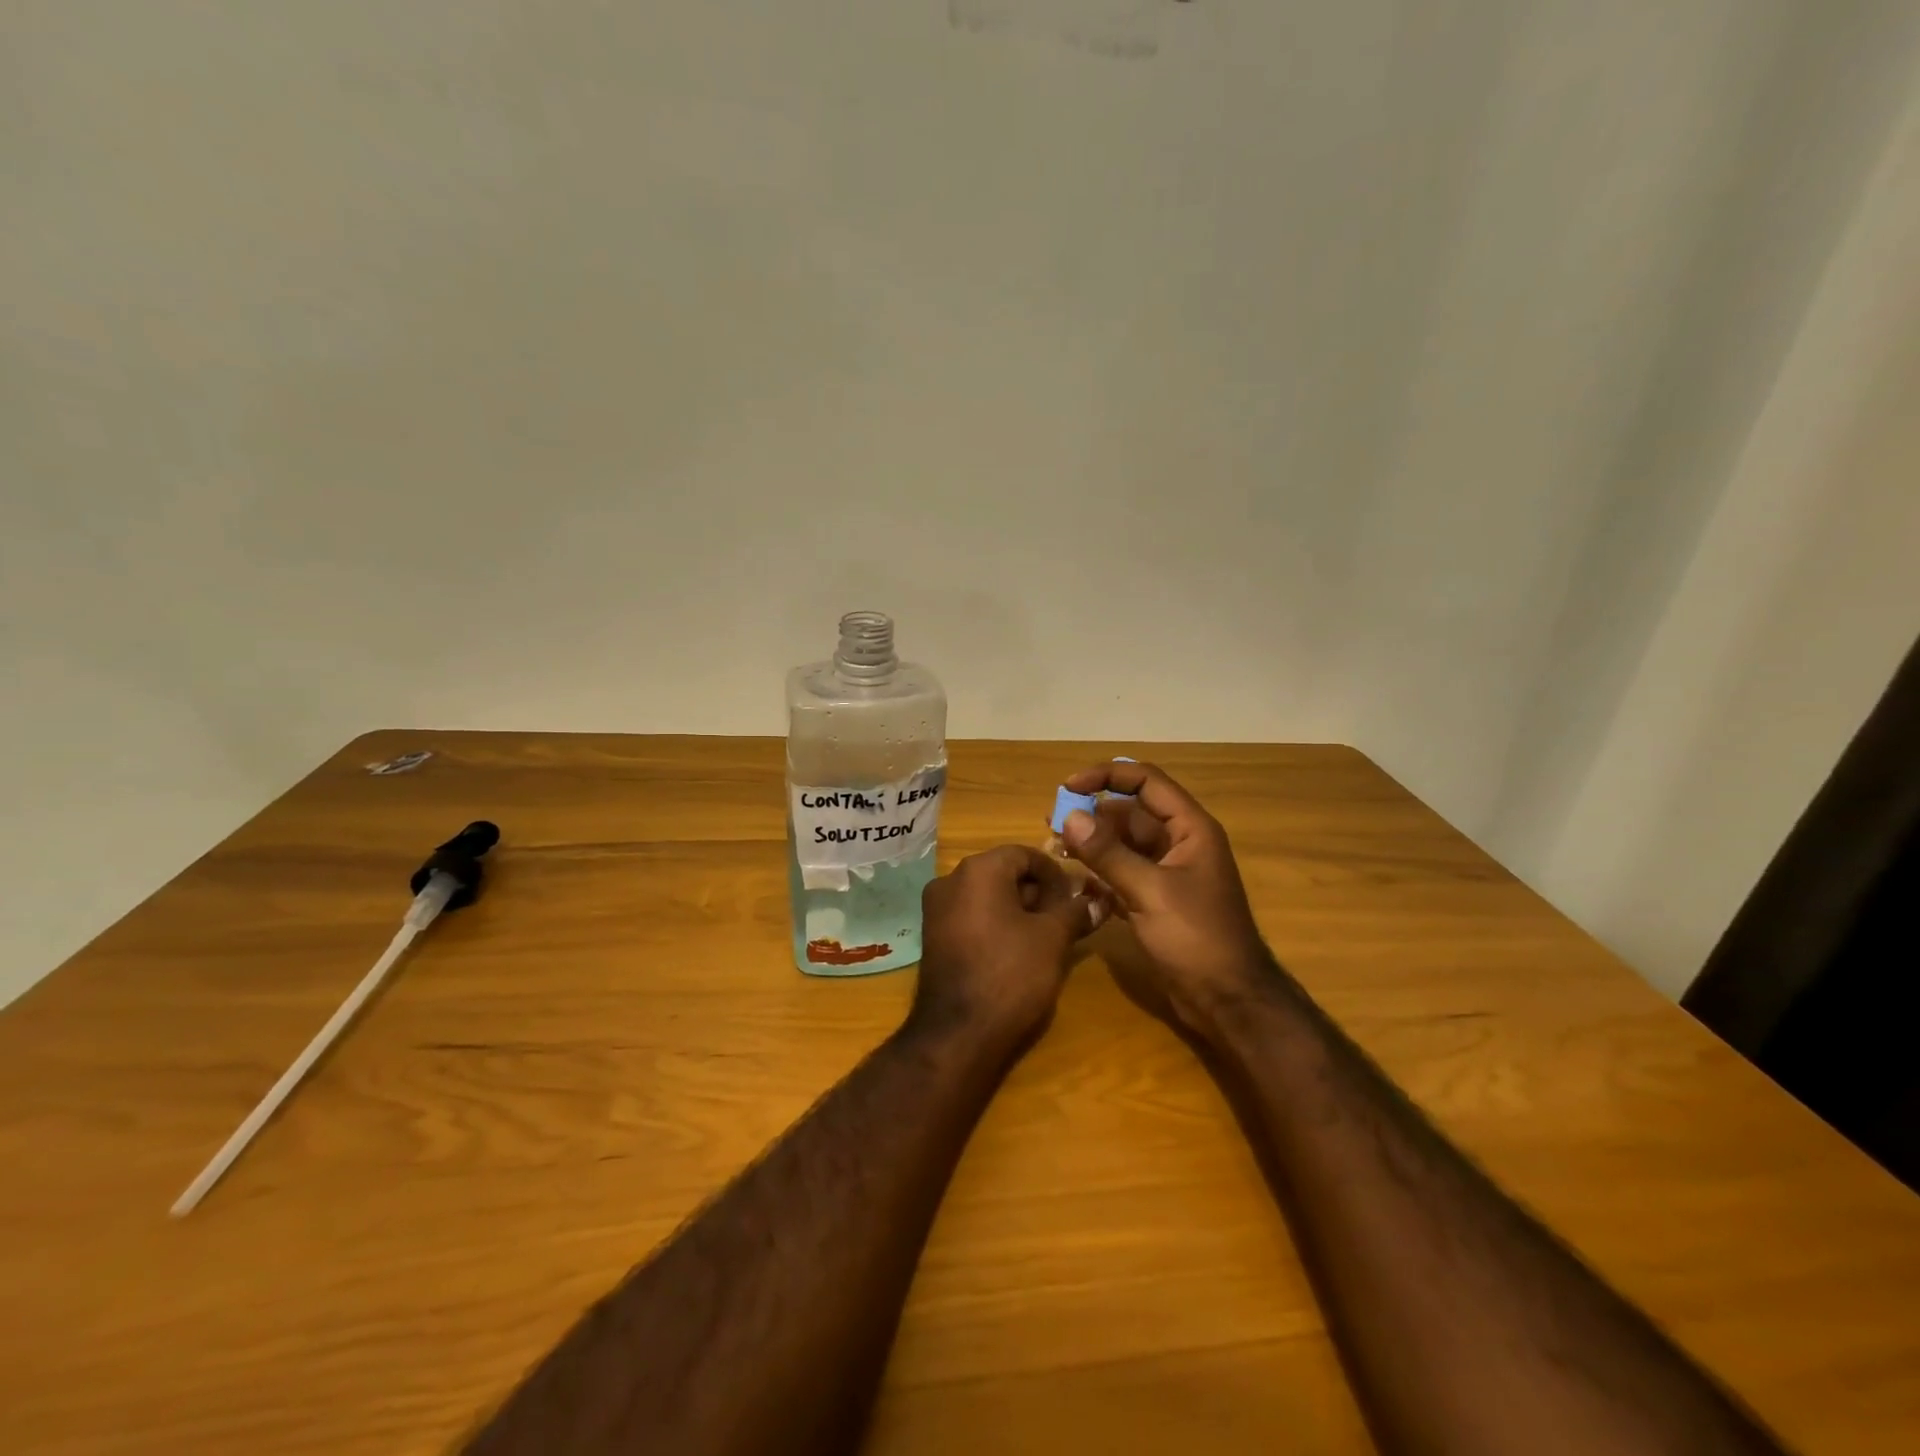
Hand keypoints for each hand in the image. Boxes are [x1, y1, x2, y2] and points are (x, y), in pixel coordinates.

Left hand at [913, 846, 1095, 1051]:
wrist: (958, 1034)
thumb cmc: (1011, 974)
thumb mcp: (1053, 939)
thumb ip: (1076, 912)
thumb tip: (1098, 901)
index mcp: (978, 870)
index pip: (1024, 854)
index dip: (1056, 873)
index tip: (1076, 898)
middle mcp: (950, 879)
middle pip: (1004, 872)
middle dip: (1038, 892)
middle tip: (1065, 919)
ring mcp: (936, 909)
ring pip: (987, 895)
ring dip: (1019, 909)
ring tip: (1046, 937)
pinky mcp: (933, 936)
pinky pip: (971, 915)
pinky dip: (996, 923)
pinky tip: (1017, 950)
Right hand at [1059, 761, 1272, 1026]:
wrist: (1228, 1001)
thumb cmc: (1196, 938)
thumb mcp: (1149, 891)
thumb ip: (1108, 853)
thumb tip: (1069, 817)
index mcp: (1190, 829)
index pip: (1145, 782)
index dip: (1106, 776)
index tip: (1068, 787)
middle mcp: (1179, 843)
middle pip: (1130, 813)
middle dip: (1092, 813)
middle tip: (1051, 822)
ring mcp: (1167, 873)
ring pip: (1123, 844)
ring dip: (1091, 843)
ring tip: (1055, 848)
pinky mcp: (1156, 900)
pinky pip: (1122, 873)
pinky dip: (1099, 873)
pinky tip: (1075, 881)